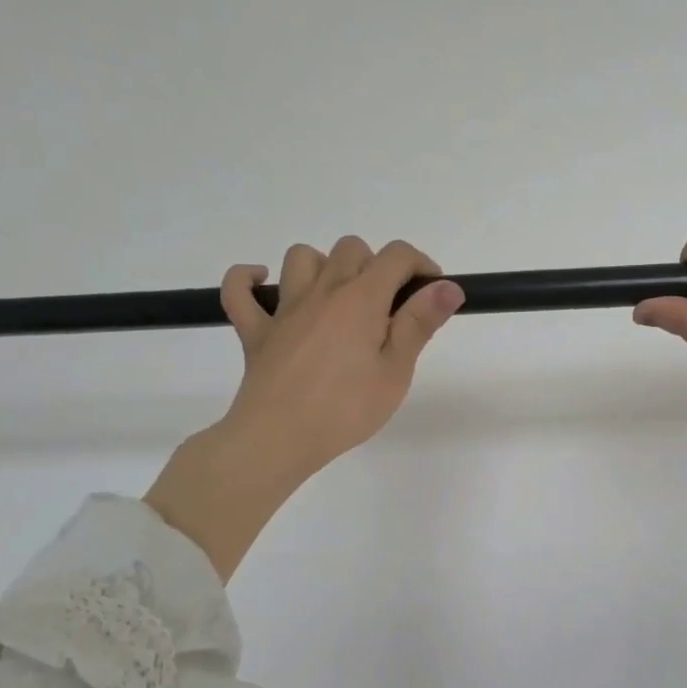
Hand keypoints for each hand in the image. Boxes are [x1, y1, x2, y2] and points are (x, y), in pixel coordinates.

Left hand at [146, 237, 464, 578]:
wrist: (278, 438)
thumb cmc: (346, 408)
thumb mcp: (395, 371)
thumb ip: (420, 323)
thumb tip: (448, 287)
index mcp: (361, 299)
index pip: (396, 256)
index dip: (420, 265)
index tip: (431, 294)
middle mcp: (322, 291)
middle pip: (352, 249)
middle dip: (378, 266)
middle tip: (390, 307)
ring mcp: (284, 309)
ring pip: (301, 257)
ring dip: (324, 265)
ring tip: (340, 297)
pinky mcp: (255, 331)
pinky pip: (238, 290)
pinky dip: (248, 279)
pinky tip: (264, 285)